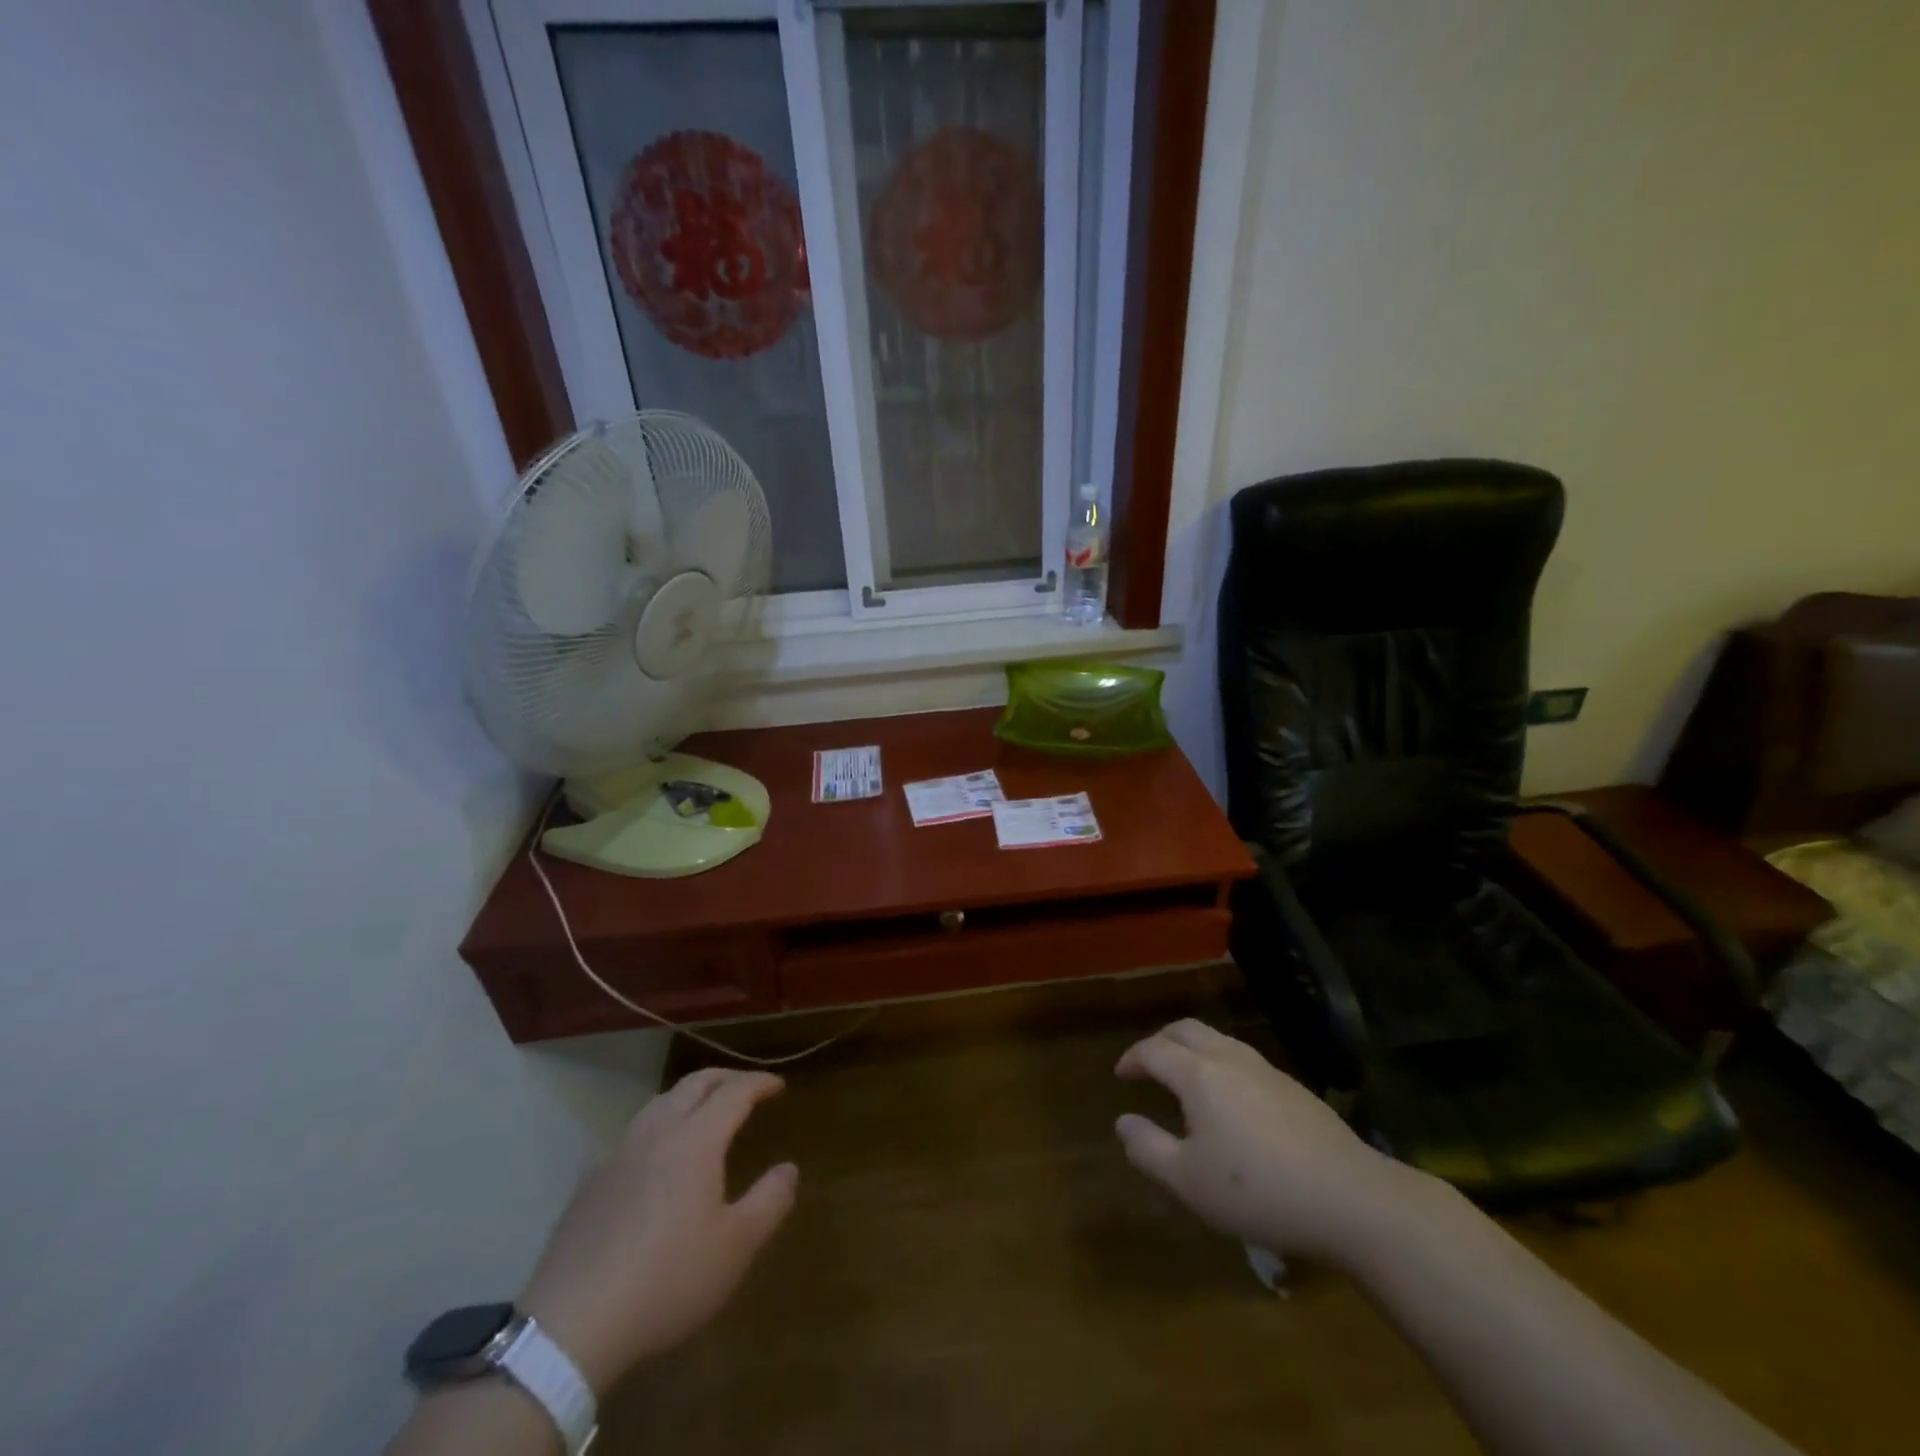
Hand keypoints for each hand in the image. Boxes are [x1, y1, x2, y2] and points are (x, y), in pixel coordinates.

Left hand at [518, 1068, 796, 1393]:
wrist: (571, 1327)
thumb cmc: (668, 1280)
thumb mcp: (736, 1247)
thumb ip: (769, 1201)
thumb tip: (789, 1168)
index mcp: (696, 1140)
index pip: (734, 1092)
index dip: (759, 1083)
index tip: (778, 1085)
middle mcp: (657, 1133)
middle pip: (694, 1084)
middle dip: (725, 1078)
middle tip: (746, 1086)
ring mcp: (618, 1155)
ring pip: (659, 1103)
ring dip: (688, 1096)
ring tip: (704, 1111)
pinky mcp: (590, 1184)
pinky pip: (633, 1136)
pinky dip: (658, 1128)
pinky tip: (657, 1159)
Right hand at [1114, 1019, 1416, 1265]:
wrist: (1353, 1200)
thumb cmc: (1258, 1191)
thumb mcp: (1189, 1182)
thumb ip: (1148, 1149)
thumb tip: (1123, 1122)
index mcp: (1198, 1074)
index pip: (1153, 1050)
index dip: (1132, 1059)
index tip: (1121, 1076)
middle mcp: (1229, 1058)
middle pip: (1185, 1030)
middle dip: (1160, 1041)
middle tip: (1147, 1066)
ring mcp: (1266, 1069)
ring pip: (1217, 1040)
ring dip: (1191, 1050)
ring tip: (1184, 1080)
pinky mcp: (1294, 1088)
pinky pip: (1243, 1059)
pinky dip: (1220, 1065)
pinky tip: (1230, 1101)